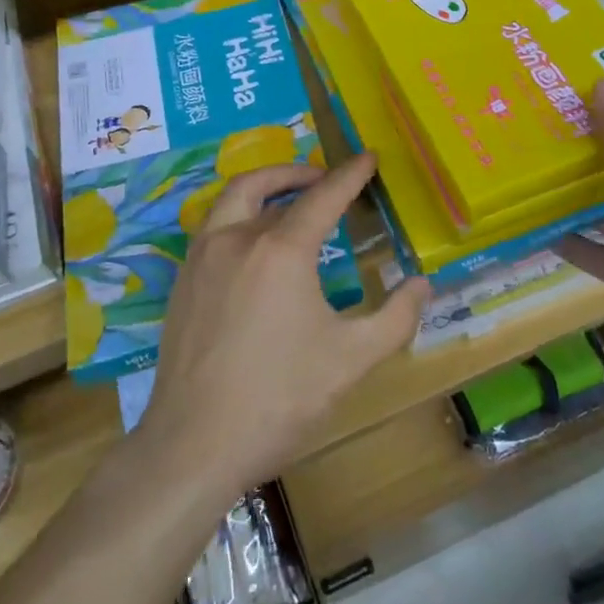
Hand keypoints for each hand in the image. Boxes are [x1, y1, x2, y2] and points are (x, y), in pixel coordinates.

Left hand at [138, 154, 428, 495]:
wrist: (193, 445)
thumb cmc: (279, 398)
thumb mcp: (351, 360)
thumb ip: (395, 317)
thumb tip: (421, 284)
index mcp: (281, 251)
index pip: (323, 197)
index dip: (349, 175)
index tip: (368, 158)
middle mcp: (236, 240)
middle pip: (266, 185)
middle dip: (299, 173)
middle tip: (325, 178)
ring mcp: (201, 259)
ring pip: (231, 200)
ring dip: (263, 187)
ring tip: (287, 198)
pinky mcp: (182, 283)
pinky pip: (212, 227)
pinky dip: (238, 214)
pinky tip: (252, 243)